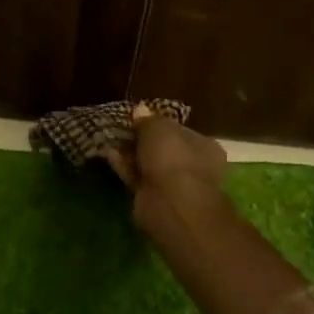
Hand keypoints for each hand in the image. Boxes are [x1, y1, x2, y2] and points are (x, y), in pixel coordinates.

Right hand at [102, 104, 229, 238]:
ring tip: (111, 139)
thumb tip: (140, 109)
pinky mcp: (154, 199)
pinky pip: (138, 178)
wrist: (171, 203)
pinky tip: (109, 154)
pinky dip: (125, 166)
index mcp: (204, 146)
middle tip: (122, 128)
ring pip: (149, 164)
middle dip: (142, 140)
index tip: (139, 118)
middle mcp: (193, 166)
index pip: (180, 130)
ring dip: (131, 153)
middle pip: (164, 149)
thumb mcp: (158, 128)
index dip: (159, 123)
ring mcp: (174, 185)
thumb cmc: (173, 158)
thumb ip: (148, 119)